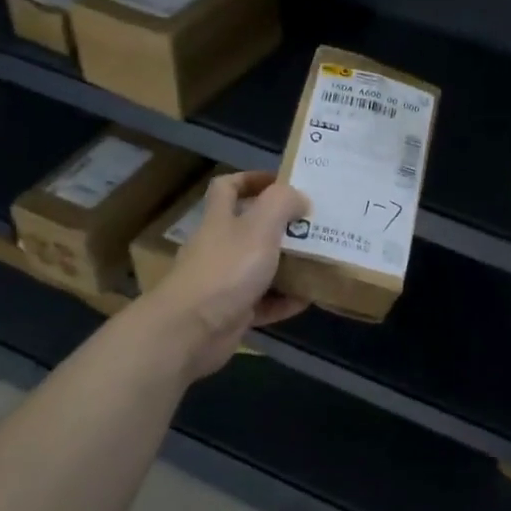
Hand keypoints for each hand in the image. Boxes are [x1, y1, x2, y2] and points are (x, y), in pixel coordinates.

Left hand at [141, 171, 309, 380]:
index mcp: (220, 220)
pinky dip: (284, 300)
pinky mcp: (232, 313)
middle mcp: (219, 247)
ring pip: (259, 267)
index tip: (281, 182)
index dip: (251, 179)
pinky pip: (264, 302)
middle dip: (281, 226)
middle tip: (313, 225)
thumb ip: (282, 203)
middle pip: (249, 228)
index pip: (227, 187)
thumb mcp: (260, 226)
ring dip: (287, 265)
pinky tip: (308, 298)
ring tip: (319, 261)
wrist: (191, 331)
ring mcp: (224, 282)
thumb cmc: (226, 270)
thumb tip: (300, 197)